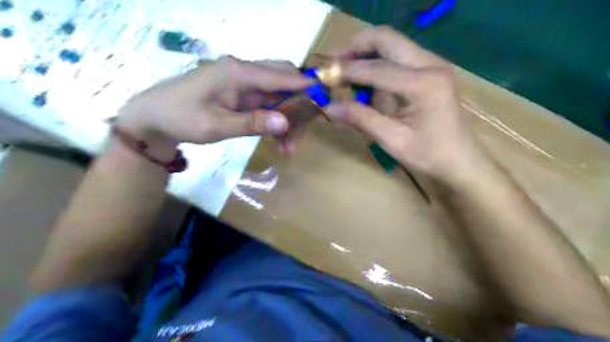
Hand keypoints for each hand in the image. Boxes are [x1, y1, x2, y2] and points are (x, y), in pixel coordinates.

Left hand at [116, 56, 311, 153]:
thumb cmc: (180, 118)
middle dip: (298, 107)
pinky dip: (276, 120)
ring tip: (289, 148)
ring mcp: (243, 83)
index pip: (280, 76)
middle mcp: (244, 72)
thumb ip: (252, 123)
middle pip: (283, 81)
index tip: (326, 97)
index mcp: (237, 72)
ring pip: (278, 95)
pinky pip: (267, 104)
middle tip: (302, 134)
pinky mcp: (241, 94)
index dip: (304, 86)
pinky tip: (278, 140)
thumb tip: (285, 122)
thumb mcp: (216, 125)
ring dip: (288, 119)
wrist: (154, 118)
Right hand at [327, 25, 488, 180]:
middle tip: (334, 63)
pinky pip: (399, 55)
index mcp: (423, 84)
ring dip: (366, 53)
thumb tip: (329, 108)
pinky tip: (366, 79)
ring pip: (393, 43)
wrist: (461, 160)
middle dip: (356, 47)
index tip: (323, 75)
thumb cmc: (429, 155)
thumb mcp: (392, 140)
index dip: (347, 71)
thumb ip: (361, 119)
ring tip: (345, 71)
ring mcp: (433, 64)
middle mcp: (431, 64)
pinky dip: (378, 62)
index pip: (376, 69)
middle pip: (387, 38)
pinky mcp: (431, 70)